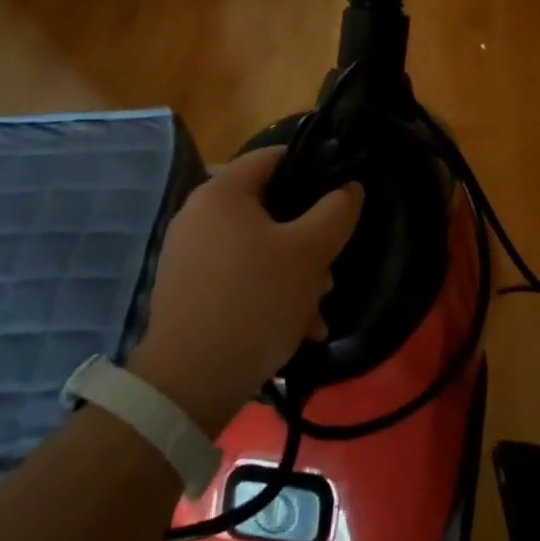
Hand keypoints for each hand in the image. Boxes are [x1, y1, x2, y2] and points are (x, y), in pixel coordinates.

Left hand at [129, 147, 362, 436]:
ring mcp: (191, 256)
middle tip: (328, 270)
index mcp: (222, 193)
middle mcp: (199, 216)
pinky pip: (241, 278)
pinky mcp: (189, 292)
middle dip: (308, 240)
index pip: (274, 156)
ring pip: (260, 249)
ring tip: (315, 311)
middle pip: (271, 209)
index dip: (313, 166)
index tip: (341, 193)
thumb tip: (350, 187)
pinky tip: (295, 328)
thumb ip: (337, 211)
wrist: (189, 384)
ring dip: (295, 274)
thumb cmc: (254, 300)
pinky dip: (269, 294)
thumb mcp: (309, 252)